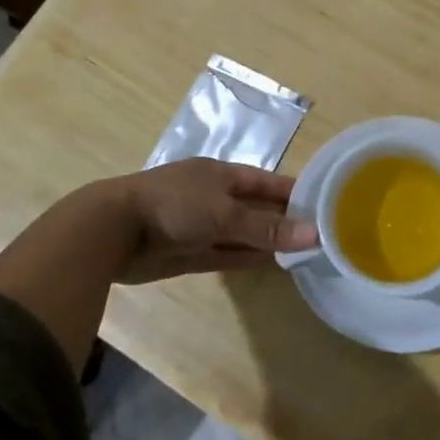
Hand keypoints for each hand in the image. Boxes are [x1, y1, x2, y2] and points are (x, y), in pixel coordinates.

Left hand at [110, 159, 317, 282]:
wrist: (113, 231)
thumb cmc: (173, 206)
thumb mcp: (224, 213)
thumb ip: (266, 227)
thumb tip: (313, 235)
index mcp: (221, 174)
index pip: (267, 182)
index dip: (294, 192)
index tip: (326, 204)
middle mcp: (213, 197)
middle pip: (257, 208)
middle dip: (285, 220)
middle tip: (323, 235)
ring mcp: (201, 226)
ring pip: (243, 234)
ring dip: (269, 242)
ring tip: (305, 253)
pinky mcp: (190, 253)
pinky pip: (228, 254)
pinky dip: (249, 258)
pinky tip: (273, 264)